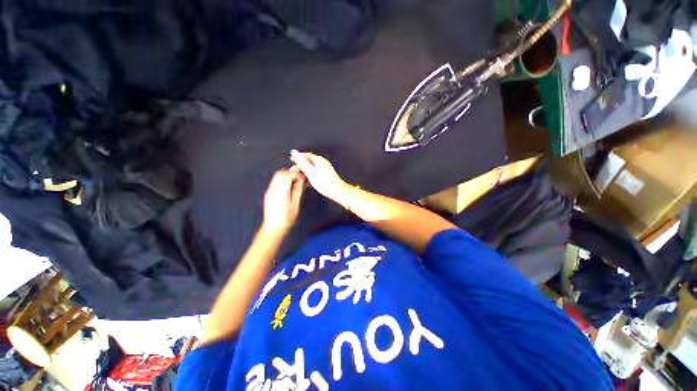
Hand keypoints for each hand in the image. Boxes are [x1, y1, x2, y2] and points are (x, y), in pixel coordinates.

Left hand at [261, 169, 305, 234]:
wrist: (273, 227)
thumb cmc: (287, 218)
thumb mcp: (296, 204)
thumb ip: (298, 190)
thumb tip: (301, 180)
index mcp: (281, 191)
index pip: (287, 175)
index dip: (296, 174)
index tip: (303, 178)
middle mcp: (273, 189)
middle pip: (280, 173)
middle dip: (291, 173)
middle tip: (299, 179)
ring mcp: (269, 191)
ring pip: (277, 176)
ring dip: (286, 176)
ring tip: (295, 184)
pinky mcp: (268, 193)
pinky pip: (275, 182)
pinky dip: (282, 181)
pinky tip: (288, 188)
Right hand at [289, 150, 349, 204]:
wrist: (337, 191)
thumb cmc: (326, 184)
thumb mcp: (310, 172)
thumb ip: (302, 162)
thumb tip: (295, 152)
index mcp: (319, 160)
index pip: (306, 155)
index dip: (298, 157)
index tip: (292, 159)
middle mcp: (323, 163)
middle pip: (309, 161)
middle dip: (301, 164)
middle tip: (294, 169)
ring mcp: (326, 169)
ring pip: (312, 168)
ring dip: (305, 171)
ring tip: (299, 175)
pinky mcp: (327, 176)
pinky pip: (316, 173)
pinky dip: (310, 176)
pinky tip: (308, 182)